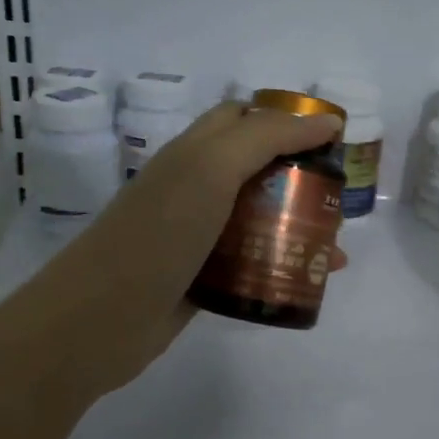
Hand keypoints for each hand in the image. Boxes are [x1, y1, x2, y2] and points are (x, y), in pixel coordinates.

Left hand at [22, 101, 346, 397]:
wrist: (100, 320)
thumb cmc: (158, 232)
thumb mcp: (211, 169)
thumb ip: (266, 137)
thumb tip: (327, 123)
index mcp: (193, 152)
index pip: (244, 118)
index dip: (287, 120)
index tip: (333, 139)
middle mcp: (195, 188)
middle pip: (257, 170)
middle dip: (301, 177)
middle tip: (338, 196)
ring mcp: (197, 235)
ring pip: (258, 220)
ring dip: (298, 226)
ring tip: (334, 247)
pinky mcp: (202, 278)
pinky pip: (250, 263)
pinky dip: (280, 266)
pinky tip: (308, 281)